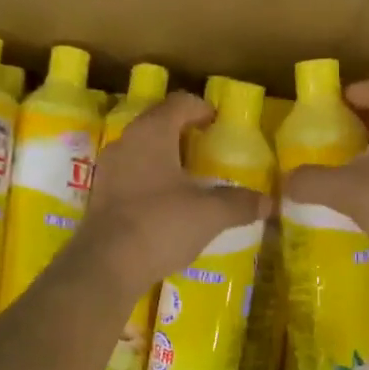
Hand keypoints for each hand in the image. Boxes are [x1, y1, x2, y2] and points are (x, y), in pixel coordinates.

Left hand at [80, 91, 268, 289]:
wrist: (106, 266)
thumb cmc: (161, 224)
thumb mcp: (210, 214)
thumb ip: (240, 203)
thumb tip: (268, 202)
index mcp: (152, 133)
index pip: (179, 103)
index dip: (201, 109)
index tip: (218, 123)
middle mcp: (125, 142)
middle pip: (157, 124)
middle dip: (183, 134)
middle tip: (207, 150)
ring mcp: (107, 170)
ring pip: (141, 152)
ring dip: (165, 160)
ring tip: (189, 180)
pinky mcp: (100, 197)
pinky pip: (130, 177)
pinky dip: (150, 182)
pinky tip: (166, 206)